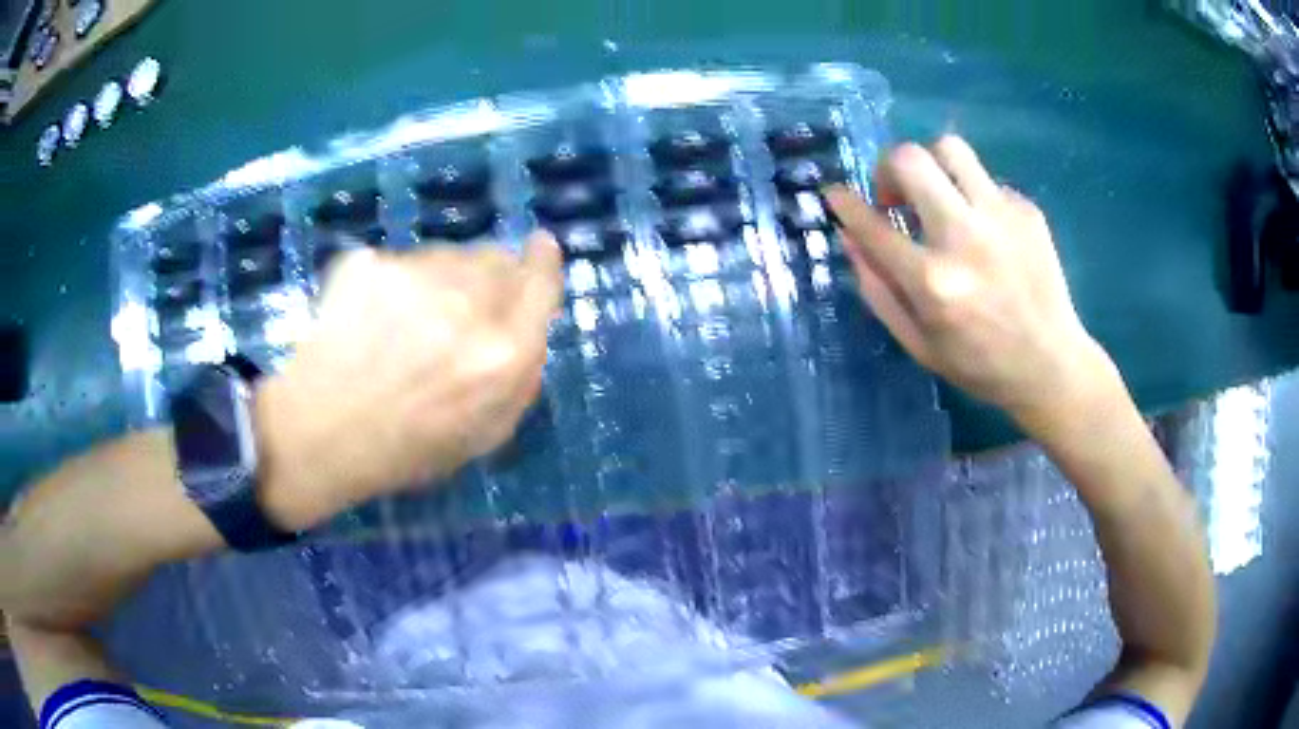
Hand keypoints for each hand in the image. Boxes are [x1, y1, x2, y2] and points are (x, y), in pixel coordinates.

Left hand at [253, 232, 563, 530]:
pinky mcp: (372, 262)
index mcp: (503, 355)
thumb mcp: (483, 436)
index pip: (542, 282)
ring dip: (442, 278)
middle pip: (498, 258)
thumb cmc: (404, 448)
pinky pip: (401, 260)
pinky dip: (395, 282)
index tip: (539, 247)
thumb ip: (522, 379)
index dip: (542, 261)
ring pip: (449, 254)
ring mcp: (414, 276)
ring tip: (406, 320)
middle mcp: (468, 305)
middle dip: (490, 275)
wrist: (316, 435)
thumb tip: (534, 327)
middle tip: (461, 307)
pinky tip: (371, 317)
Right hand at [826, 136, 1118, 435]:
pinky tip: (984, 231)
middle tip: (896, 197)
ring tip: (937, 195)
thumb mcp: (917, 343)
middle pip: (910, 159)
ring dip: (931, 166)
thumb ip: (877, 290)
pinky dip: (972, 197)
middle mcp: (964, 237)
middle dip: (887, 169)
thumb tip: (850, 238)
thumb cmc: (979, 365)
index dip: (844, 203)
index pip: (872, 224)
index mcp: (932, 281)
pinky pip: (985, 181)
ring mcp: (1001, 217)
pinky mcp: (1027, 210)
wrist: (1051, 365)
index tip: (835, 194)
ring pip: (950, 148)